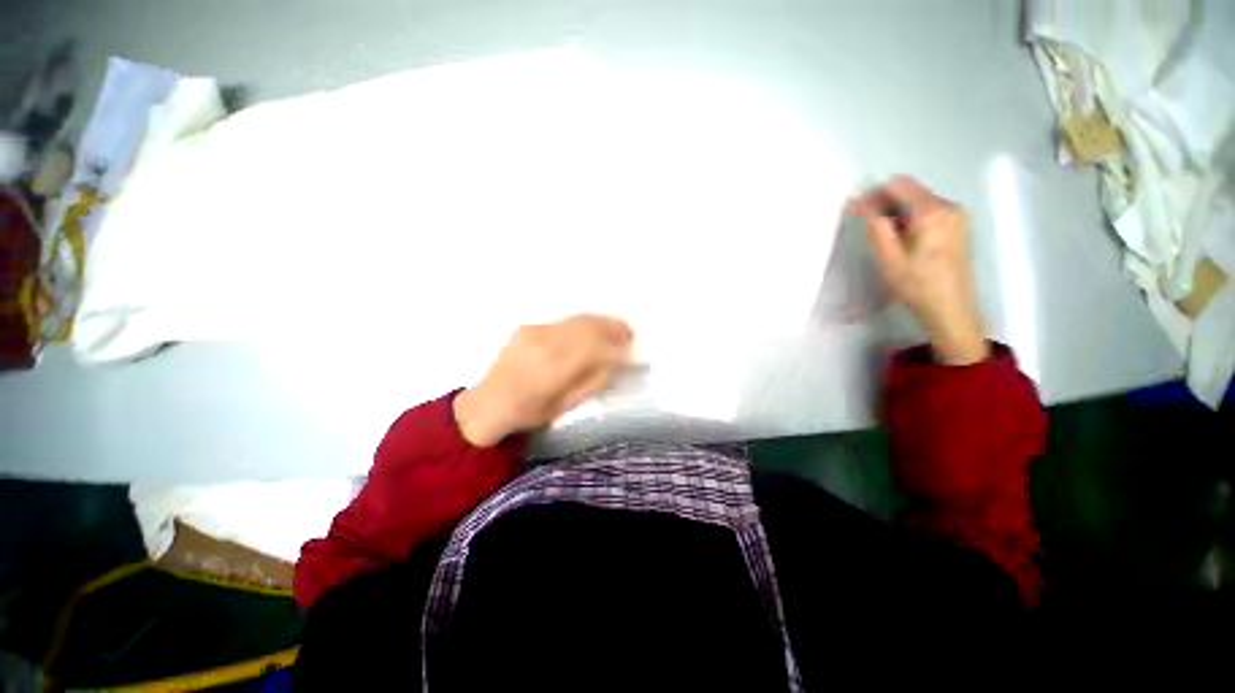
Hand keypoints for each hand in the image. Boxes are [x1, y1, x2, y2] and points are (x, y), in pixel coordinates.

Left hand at [453, 314, 633, 446]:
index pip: (594, 348)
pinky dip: (584, 322)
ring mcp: (534, 331)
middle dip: (612, 328)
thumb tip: (615, 361)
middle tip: (630, 332)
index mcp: (553, 368)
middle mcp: (544, 343)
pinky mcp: (529, 326)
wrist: (488, 404)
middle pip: (587, 328)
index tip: (632, 347)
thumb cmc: (529, 412)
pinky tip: (593, 326)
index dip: (616, 346)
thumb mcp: (566, 405)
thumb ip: (593, 381)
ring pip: (576, 320)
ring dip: (600, 321)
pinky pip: (564, 321)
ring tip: (617, 326)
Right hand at [848, 176, 988, 365]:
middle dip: (884, 202)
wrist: (951, 308)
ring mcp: (958, 215)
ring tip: (882, 234)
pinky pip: (929, 211)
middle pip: (910, 191)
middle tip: (863, 221)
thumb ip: (875, 225)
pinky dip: (910, 218)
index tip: (853, 207)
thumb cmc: (916, 285)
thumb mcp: (888, 257)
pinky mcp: (959, 225)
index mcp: (932, 212)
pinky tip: (902, 238)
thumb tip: (861, 202)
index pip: (898, 186)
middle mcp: (949, 206)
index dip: (872, 193)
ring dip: (897, 211)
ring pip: (919, 201)